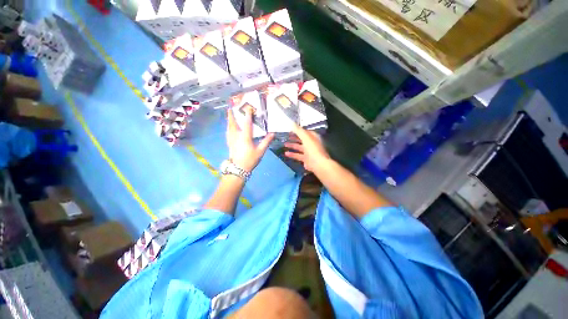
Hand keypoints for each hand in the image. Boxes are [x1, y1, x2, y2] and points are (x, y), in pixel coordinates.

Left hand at [226, 108, 273, 171]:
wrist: (238, 168)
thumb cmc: (250, 160)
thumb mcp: (260, 151)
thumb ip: (266, 142)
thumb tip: (272, 133)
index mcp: (245, 137)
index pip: (247, 123)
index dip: (247, 115)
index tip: (248, 107)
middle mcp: (236, 136)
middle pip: (233, 123)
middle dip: (232, 115)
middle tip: (231, 108)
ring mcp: (231, 139)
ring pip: (228, 127)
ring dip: (229, 120)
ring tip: (229, 115)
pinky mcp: (229, 143)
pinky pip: (227, 132)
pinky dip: (228, 127)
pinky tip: (229, 127)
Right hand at [284, 126, 330, 172]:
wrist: (318, 164)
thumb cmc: (313, 149)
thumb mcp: (305, 137)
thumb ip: (298, 130)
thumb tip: (291, 123)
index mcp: (313, 137)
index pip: (305, 131)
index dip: (298, 130)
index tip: (290, 129)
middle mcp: (311, 143)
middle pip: (301, 139)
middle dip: (294, 138)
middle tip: (286, 136)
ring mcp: (309, 152)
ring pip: (299, 147)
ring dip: (292, 145)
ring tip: (284, 144)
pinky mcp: (306, 159)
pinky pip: (298, 155)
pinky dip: (292, 154)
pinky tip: (286, 153)